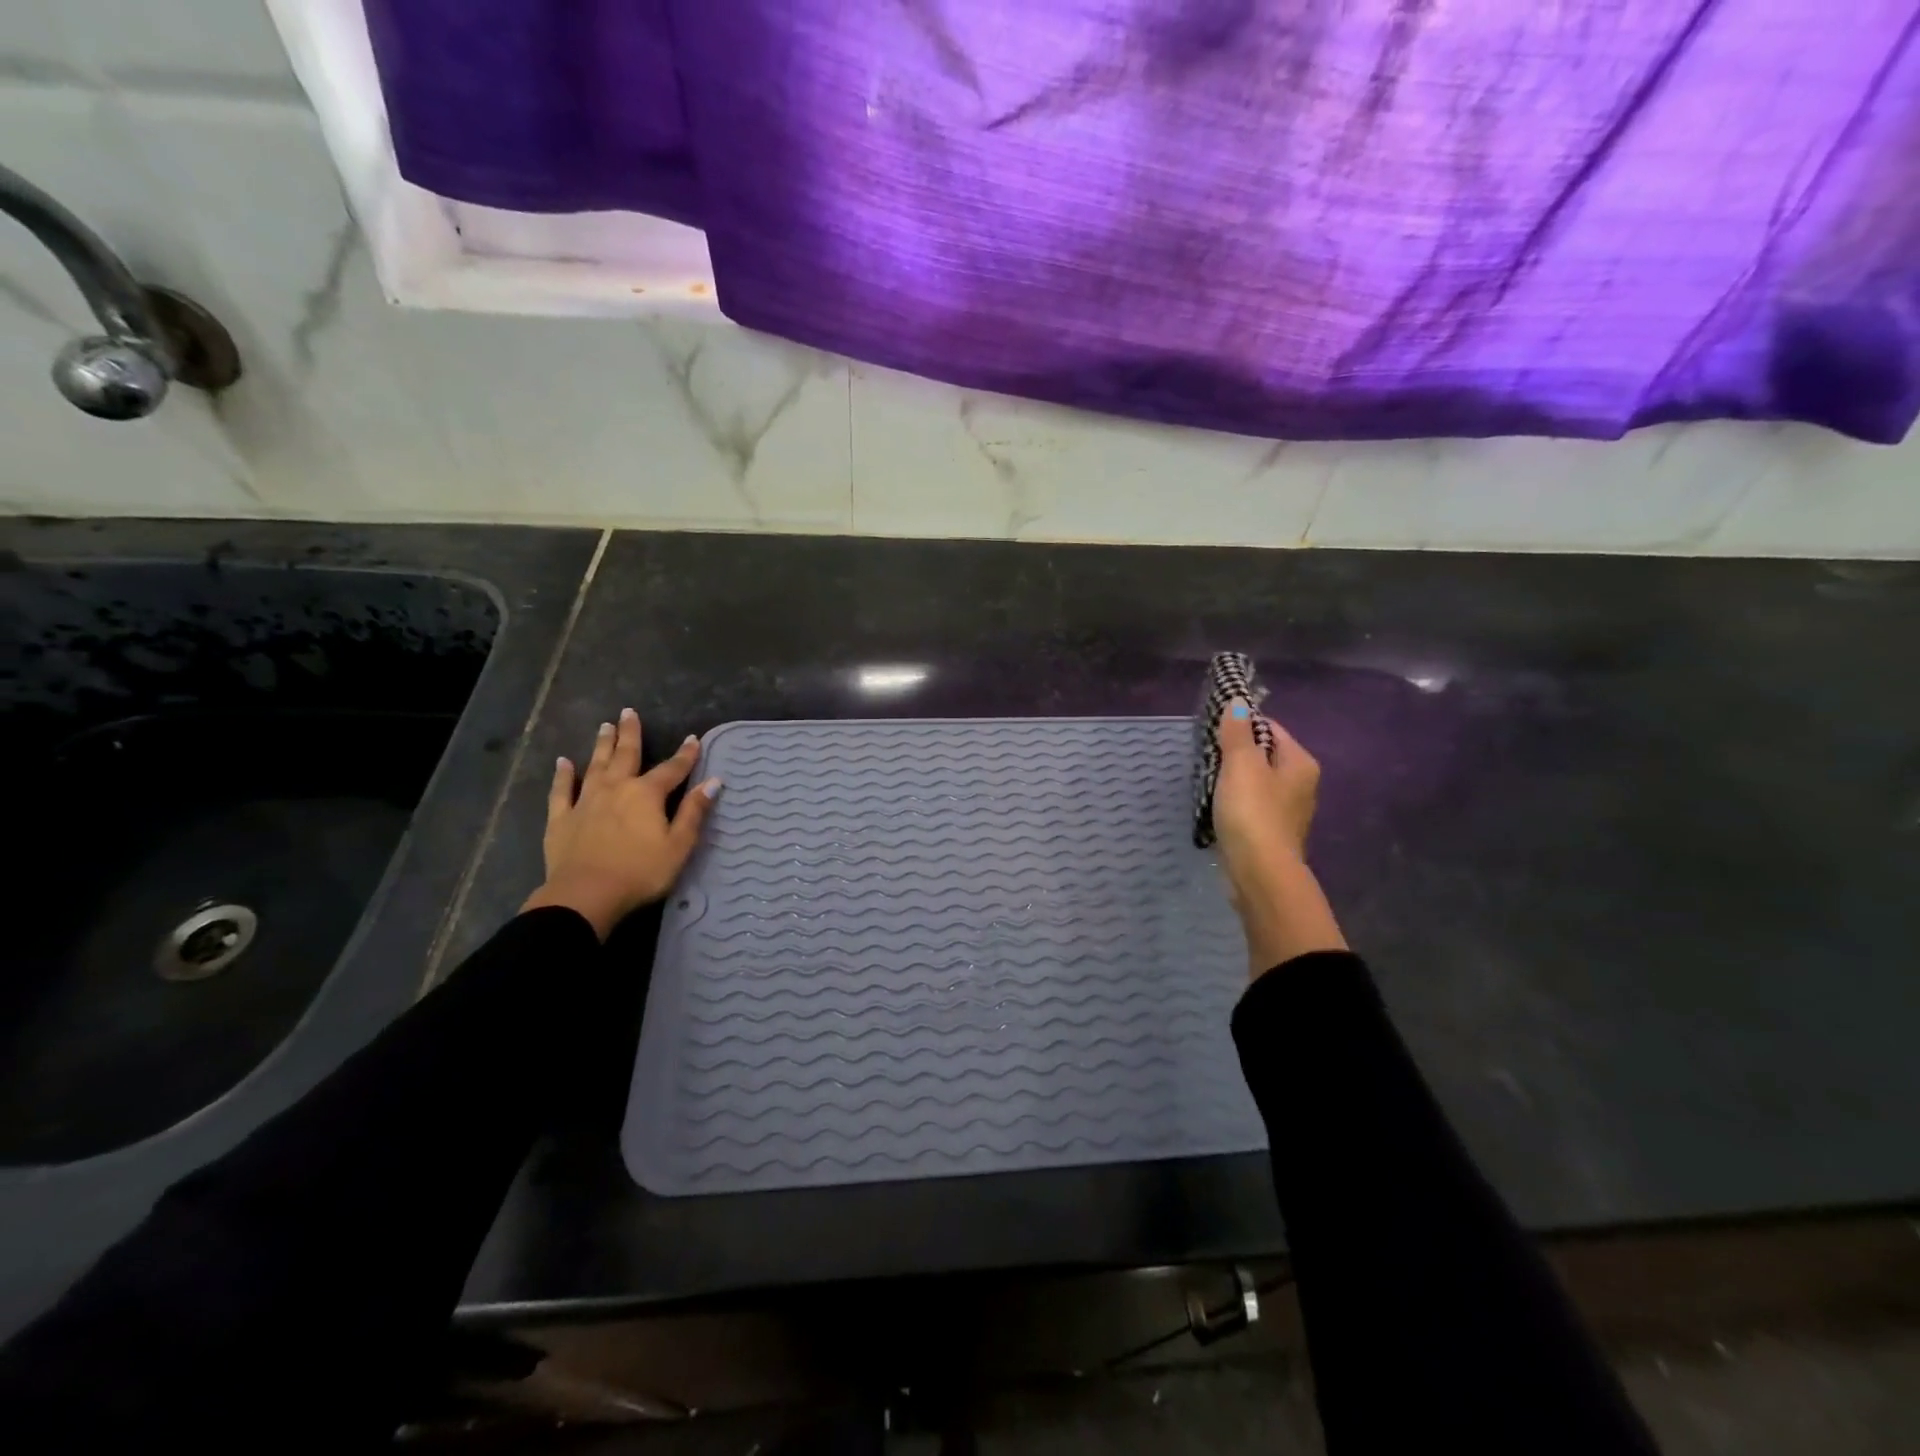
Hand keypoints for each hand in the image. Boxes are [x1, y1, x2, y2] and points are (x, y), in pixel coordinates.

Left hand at [520, 708, 720, 939]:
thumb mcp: (679, 845)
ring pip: (595, 765)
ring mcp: (585, 801)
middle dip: (630, 733)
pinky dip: (563, 775)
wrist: (586, 895)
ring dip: (601, 745)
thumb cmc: (640, 872)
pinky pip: (562, 790)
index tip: (693, 739)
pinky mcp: (561, 818)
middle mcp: (616, 788)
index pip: (672, 769)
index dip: (685, 755)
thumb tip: (713, 781)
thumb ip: (694, 812)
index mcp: (646, 794)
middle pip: (625, 754)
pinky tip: (563, 762)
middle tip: (628, 712)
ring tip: (604, 726)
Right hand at [1212, 698, 1347, 975]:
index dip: (1242, 726)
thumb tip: (1238, 702)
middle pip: (1264, 756)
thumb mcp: (1241, 765)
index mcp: (1300, 763)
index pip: (1270, 728)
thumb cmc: (1252, 812)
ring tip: (1207, 783)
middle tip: (1207, 758)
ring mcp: (1288, 812)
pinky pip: (1251, 807)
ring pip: (1256, 783)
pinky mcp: (1272, 834)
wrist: (1259, 873)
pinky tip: (1217, 810)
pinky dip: (1234, 804)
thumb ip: (1237, 732)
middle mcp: (1301, 785)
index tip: (1214, 732)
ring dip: (1233, 781)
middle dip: (1235, 754)